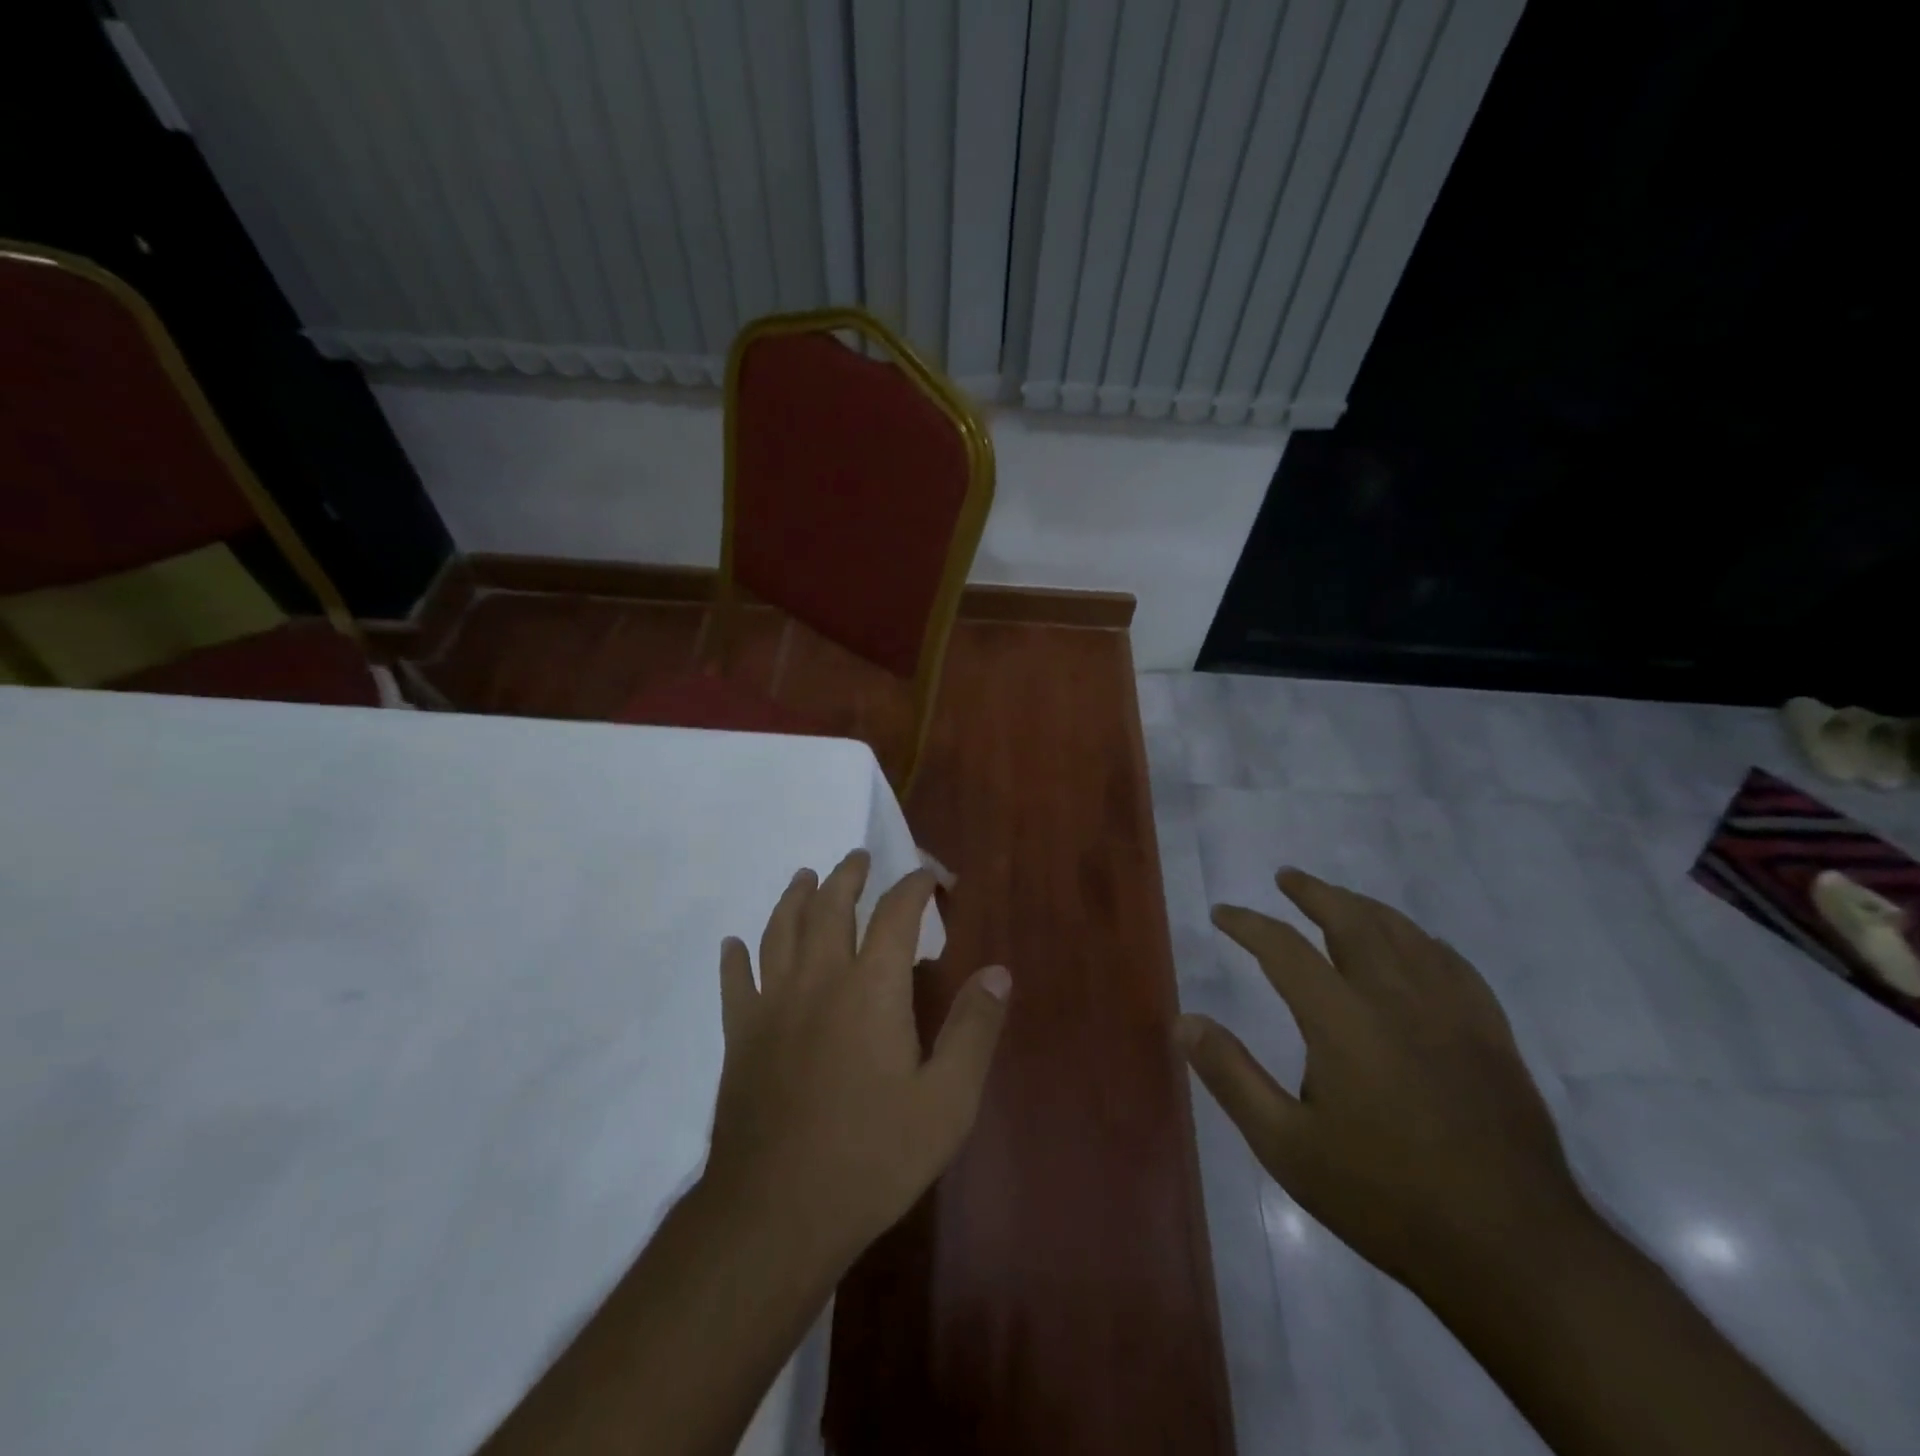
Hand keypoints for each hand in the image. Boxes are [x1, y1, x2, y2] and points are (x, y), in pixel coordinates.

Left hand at [703, 850, 1010, 1270]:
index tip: (932, 877)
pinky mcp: (740, 1037)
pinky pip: (734, 984)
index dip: (915, 886)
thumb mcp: (947, 1101)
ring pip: (779, 931)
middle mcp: (819, 979)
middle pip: (830, 906)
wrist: (777, 1212)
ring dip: (794, 897)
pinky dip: (734, 958)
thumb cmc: (872, 1156)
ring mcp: (772, 1005)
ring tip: (804, 877)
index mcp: (871, 988)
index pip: (895, 913)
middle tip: (859, 857)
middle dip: (848, 875)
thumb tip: (998, 972)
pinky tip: (732, 946)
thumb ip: (974, 1030)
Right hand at [1178, 869, 1587, 1296]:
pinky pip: (1454, 966)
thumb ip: (1231, 1076)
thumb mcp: (1286, 1146)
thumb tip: (1183, 1021)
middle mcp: (1397, 1000)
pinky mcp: (1491, 1037)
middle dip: (1314, 893)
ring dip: (1364, 907)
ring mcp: (1452, 1014)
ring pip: (1404, 935)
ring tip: (1340, 899)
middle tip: (1287, 877)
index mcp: (1343, 1020)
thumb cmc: (1385, 1198)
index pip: (1284, 949)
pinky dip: (1424, 942)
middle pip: (1351, 921)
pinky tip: (1418, 945)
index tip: (1223, 914)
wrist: (1513, 1252)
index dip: (1249, 925)